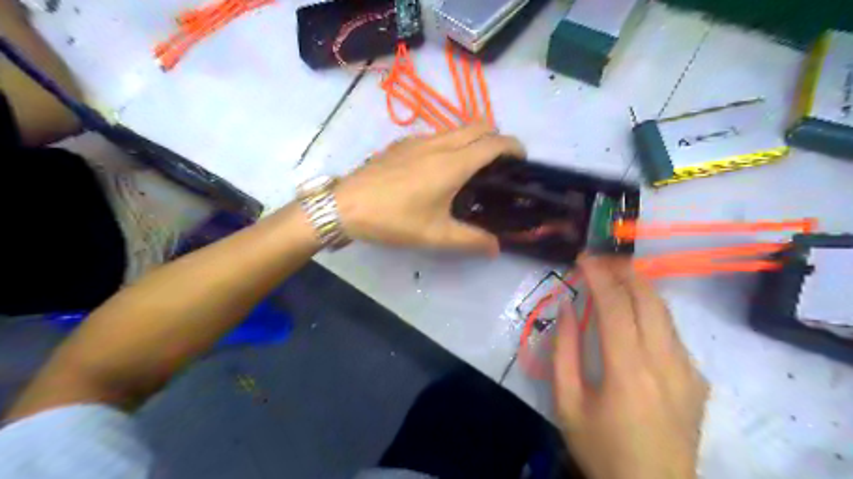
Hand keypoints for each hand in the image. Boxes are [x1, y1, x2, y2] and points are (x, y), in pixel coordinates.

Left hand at [336, 122, 522, 253]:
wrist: (346, 205)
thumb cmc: (394, 219)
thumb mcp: (436, 235)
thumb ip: (471, 240)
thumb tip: (496, 247)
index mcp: (453, 163)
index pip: (494, 143)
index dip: (514, 147)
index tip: (521, 159)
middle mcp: (439, 143)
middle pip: (479, 125)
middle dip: (496, 138)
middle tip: (499, 164)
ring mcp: (417, 140)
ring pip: (457, 128)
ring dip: (473, 138)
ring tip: (472, 166)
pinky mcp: (401, 143)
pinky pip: (437, 134)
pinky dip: (451, 142)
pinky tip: (439, 167)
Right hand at [554, 256, 707, 478]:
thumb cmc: (600, 447)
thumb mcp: (567, 402)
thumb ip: (564, 351)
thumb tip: (567, 307)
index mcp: (628, 370)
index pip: (615, 305)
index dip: (598, 275)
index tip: (582, 257)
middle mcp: (665, 363)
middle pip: (649, 299)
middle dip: (623, 270)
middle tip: (600, 259)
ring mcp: (688, 371)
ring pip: (665, 312)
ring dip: (639, 287)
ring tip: (615, 276)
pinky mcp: (697, 380)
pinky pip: (672, 333)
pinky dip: (651, 312)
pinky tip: (634, 316)